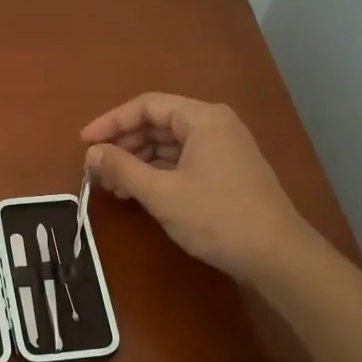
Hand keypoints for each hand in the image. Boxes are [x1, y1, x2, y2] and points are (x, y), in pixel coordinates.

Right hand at [81, 92, 315, 285]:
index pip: (146, 106)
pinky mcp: (227, 171)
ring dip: (139, 161)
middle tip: (97, 170)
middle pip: (158, 123)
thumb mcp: (161, 193)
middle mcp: (215, 124)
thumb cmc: (217, 217)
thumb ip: (123, 168)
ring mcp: (224, 148)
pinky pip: (183, 160)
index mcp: (202, 118)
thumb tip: (92, 152)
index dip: (111, 122)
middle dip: (125, 144)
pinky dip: (158, 172)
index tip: (84, 143)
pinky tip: (140, 192)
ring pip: (170, 144)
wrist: (277, 256)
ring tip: (114, 186)